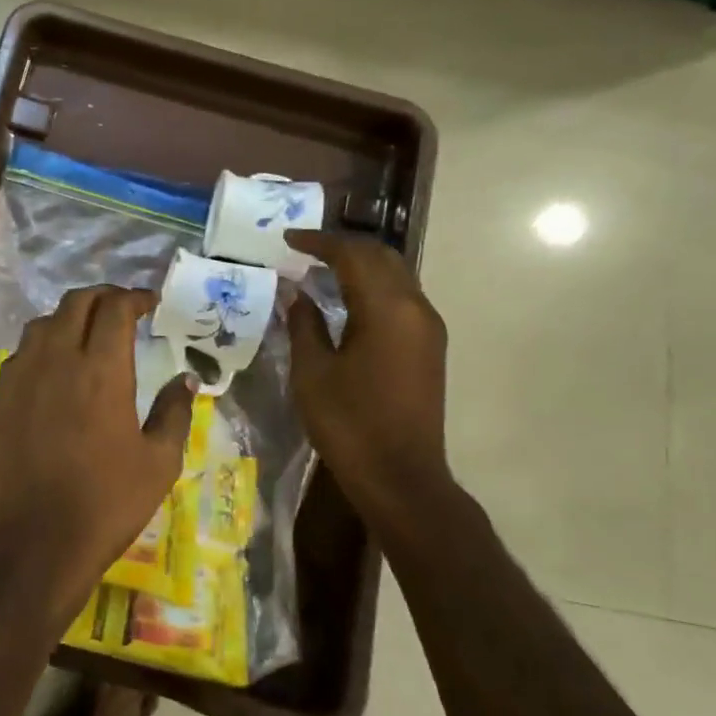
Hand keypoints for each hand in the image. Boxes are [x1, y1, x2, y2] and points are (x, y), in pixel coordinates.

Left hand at [0, 284, 194, 631]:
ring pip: (42, 324)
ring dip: (69, 318)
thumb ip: (175, 412)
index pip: (115, 308)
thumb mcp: (159, 462)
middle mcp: (57, 360)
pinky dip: (42, 347)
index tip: (149, 303)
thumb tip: (186, 380)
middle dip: (102, 297)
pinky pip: (20, 355)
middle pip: (76, 303)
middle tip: (121, 310)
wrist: (34, 542)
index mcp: (101, 370)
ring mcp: (20, 377)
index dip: (134, 298)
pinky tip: (52, 370)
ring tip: (86, 334)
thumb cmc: (106, 503)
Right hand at [285, 231, 452, 517]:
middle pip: (381, 257)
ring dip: (359, 266)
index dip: (318, 242)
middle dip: (343, 247)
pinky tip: (345, 301)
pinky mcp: (429, 347)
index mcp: (387, 309)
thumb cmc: (349, 423)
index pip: (353, 255)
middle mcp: (416, 308)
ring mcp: (428, 328)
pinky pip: (400, 298)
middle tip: (304, 249)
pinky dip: (372, 287)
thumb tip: (296, 293)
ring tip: (320, 270)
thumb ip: (303, 324)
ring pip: (395, 276)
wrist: (400, 476)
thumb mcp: (312, 372)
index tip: (287, 239)